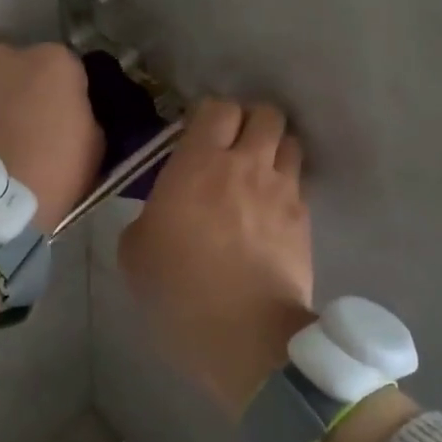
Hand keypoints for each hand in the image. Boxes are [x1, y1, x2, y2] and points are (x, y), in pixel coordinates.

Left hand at [0, 42, 103, 233]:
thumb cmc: (51, 172)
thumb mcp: (95, 146)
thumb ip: (85, 115)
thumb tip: (72, 113)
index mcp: (56, 61)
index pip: (71, 70)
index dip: (70, 97)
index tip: (67, 121)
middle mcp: (11, 53)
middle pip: (28, 68)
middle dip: (31, 90)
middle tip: (32, 128)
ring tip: (0, 136)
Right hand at [119, 98, 313, 415]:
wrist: (244, 333)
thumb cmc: (178, 290)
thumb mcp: (135, 251)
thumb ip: (149, 216)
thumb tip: (162, 212)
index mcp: (199, 164)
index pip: (217, 108)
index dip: (210, 116)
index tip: (198, 136)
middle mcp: (247, 164)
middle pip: (265, 113)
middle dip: (251, 122)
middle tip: (234, 147)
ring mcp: (282, 190)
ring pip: (291, 143)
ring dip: (275, 149)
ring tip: (259, 173)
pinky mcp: (305, 219)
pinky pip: (299, 184)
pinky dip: (287, 186)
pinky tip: (272, 211)